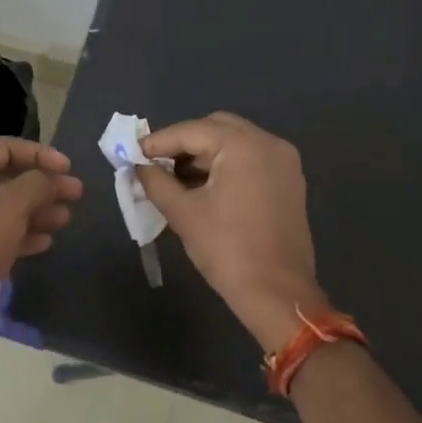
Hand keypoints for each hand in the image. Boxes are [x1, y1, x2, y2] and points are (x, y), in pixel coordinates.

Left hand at [0, 138, 83, 364]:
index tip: (67, 167)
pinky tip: (46, 243)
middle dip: (44, 183)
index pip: (3, 148)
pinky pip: (4, 236)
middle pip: (9, 178)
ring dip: (39, 209)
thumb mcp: (7, 210)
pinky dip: (26, 235)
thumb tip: (51, 179)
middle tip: (76, 193)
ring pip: (9, 209)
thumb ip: (34, 185)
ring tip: (66, 219)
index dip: (37, 152)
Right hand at [136, 112, 329, 350]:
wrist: (278, 294)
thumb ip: (156, 182)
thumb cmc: (227, 250)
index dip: (159, 142)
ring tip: (175, 178)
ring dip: (204, 154)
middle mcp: (268, 143)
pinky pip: (250, 159)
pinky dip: (225, 165)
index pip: (191, 131)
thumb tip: (139, 166)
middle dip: (183, 143)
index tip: (133, 153)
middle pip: (216, 128)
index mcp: (244, 146)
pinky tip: (203, 187)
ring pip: (234, 142)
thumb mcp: (183, 213)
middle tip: (156, 164)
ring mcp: (284, 162)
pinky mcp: (289, 181)